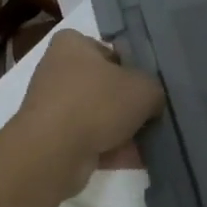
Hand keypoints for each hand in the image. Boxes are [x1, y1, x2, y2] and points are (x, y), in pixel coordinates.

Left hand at [14, 30, 163, 184]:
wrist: (52, 153)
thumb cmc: (97, 103)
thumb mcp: (144, 88)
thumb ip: (154, 89)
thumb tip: (152, 102)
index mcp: (71, 45)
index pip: (107, 48)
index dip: (130, 64)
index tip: (148, 82)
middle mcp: (57, 72)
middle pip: (104, 84)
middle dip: (128, 102)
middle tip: (154, 112)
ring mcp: (53, 108)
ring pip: (98, 115)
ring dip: (123, 129)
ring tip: (152, 140)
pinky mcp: (52, 140)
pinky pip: (91, 141)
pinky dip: (113, 150)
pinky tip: (140, 160)